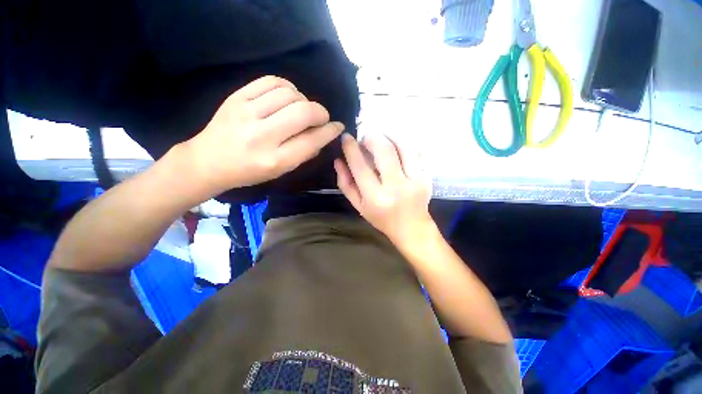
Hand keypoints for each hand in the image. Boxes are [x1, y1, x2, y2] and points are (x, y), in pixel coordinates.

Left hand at [184, 76, 344, 193]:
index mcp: (276, 160)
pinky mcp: (237, 97)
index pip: (312, 140)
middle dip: (321, 113)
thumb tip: (323, 136)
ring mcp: (247, 113)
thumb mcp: (281, 171)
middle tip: (321, 118)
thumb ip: (304, 154)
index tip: (338, 126)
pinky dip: (287, 87)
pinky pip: (271, 81)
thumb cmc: (249, 172)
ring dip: (304, 100)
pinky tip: (288, 96)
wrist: (209, 161)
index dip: (330, 131)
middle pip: (303, 112)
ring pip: (290, 94)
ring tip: (302, 108)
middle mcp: (263, 136)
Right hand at [335, 133, 433, 246]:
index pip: (360, 167)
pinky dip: (402, 143)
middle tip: (365, 139)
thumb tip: (338, 160)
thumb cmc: (381, 218)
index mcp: (376, 198)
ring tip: (380, 139)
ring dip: (389, 136)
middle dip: (372, 138)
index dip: (351, 148)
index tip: (346, 138)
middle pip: (385, 150)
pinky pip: (415, 151)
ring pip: (403, 146)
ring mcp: (415, 180)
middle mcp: (396, 187)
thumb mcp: (358, 206)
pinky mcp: (427, 176)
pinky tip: (395, 146)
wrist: (412, 228)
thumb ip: (346, 184)